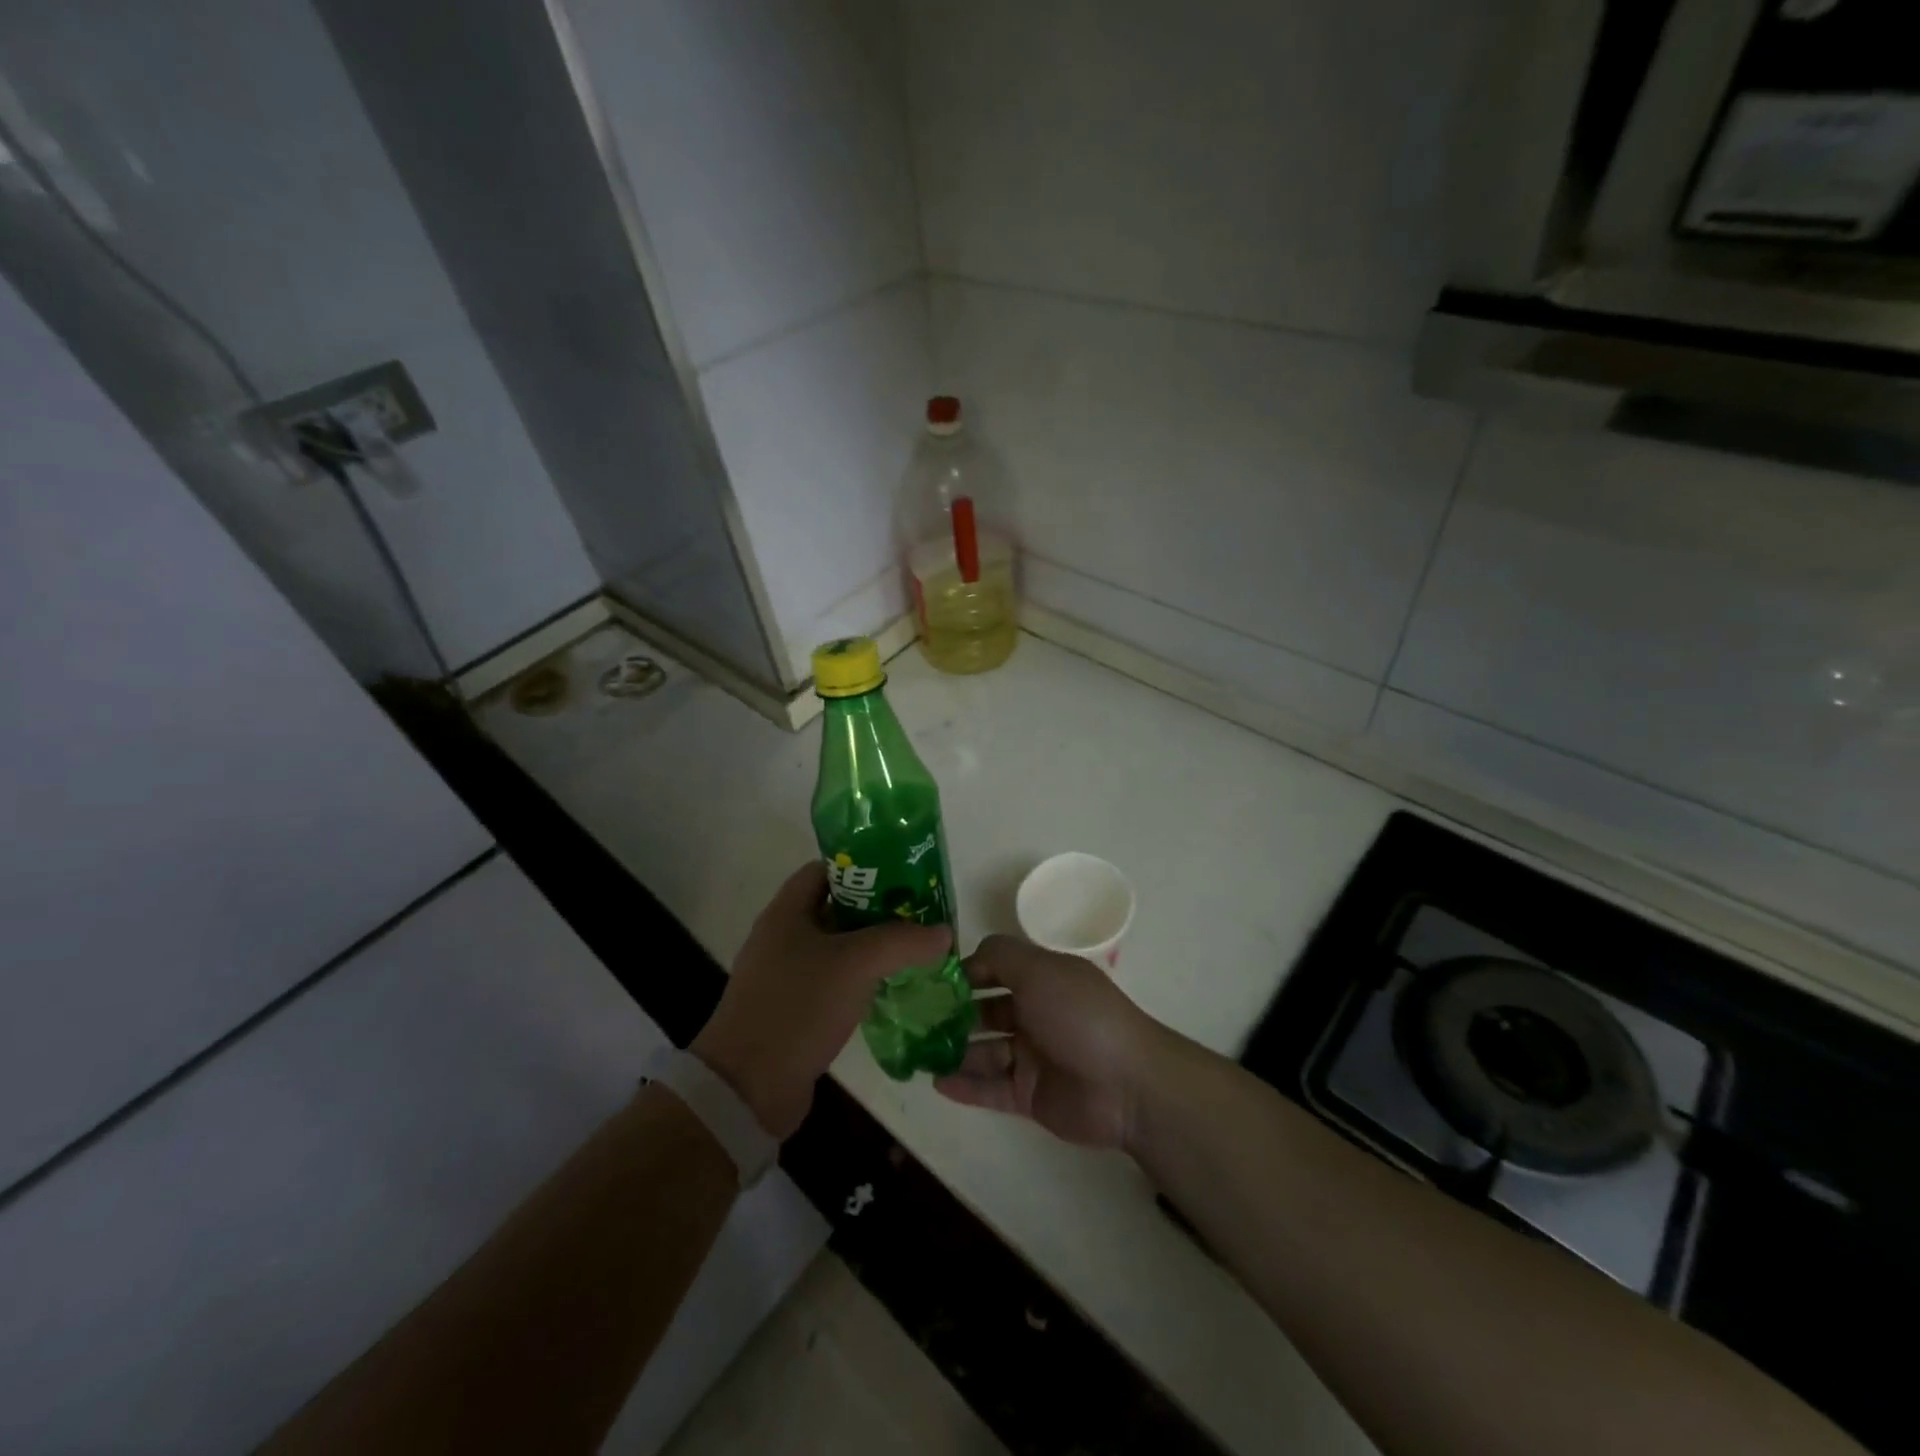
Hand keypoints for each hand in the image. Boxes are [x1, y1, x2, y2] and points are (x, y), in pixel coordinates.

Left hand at [692, 861, 950, 1139]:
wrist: (747, 1088)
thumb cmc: (797, 1007)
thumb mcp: (855, 964)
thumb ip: (902, 941)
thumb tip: (943, 932)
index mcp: (786, 912)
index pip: (824, 870)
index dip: (862, 867)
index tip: (902, 875)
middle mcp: (783, 937)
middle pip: (836, 908)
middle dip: (878, 909)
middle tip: (919, 914)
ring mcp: (786, 976)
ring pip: (838, 948)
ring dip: (873, 947)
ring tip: (915, 949)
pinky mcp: (794, 1010)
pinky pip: (834, 982)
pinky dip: (862, 980)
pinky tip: (893, 988)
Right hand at [935, 934, 1163, 1149]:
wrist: (1126, 1085)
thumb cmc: (1079, 1016)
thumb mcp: (1039, 970)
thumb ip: (1000, 956)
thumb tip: (967, 956)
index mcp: (1042, 980)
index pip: (996, 969)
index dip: (967, 972)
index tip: (930, 978)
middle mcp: (1035, 1014)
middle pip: (986, 1010)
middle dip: (953, 1012)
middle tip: (914, 1019)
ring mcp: (1032, 1056)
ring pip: (984, 1050)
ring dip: (954, 1050)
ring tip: (918, 1052)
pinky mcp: (1029, 1095)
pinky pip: (990, 1088)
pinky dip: (965, 1085)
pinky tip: (936, 1081)